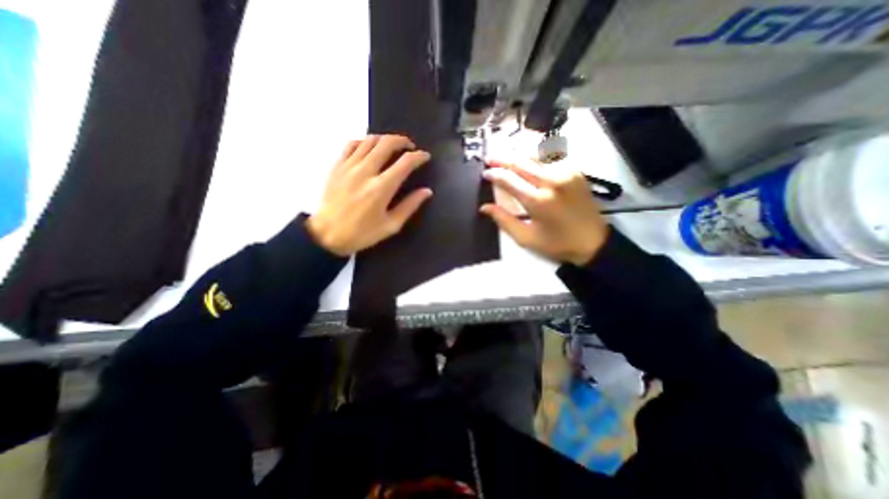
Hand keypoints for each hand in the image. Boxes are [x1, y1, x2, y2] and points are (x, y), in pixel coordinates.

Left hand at [308, 134, 432, 254]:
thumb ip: (410, 206)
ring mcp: (349, 166)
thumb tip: (426, 191)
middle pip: (387, 143)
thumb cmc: (362, 233)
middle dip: (403, 141)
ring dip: (385, 139)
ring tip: (392, 146)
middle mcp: (366, 171)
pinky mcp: (337, 166)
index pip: (405, 162)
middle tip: (410, 147)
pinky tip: (369, 148)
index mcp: (381, 188)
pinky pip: (351, 144)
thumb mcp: (391, 225)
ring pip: (370, 140)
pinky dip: (364, 142)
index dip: (419, 156)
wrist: (327, 235)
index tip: (425, 157)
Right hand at [484, 158, 607, 266]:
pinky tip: (529, 156)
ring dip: (518, 152)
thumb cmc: (556, 243)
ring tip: (506, 153)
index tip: (485, 173)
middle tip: (490, 158)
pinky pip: (552, 157)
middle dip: (503, 158)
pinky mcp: (575, 171)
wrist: (593, 241)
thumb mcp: (526, 238)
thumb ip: (504, 220)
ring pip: (536, 155)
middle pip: (521, 162)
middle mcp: (551, 182)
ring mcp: (566, 173)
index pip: (509, 180)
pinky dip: (537, 154)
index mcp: (538, 201)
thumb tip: (484, 207)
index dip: (494, 175)